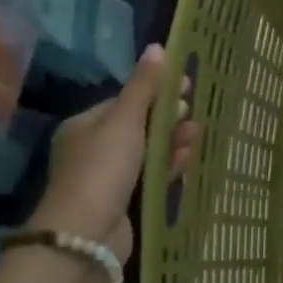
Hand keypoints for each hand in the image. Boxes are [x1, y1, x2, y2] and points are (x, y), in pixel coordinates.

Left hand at [27, 45, 201, 264]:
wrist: (86, 236)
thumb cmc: (102, 168)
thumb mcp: (125, 121)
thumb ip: (144, 86)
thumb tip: (158, 47)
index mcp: (85, 125)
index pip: (125, 101)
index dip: (156, 92)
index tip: (187, 86)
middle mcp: (94, 149)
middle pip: (138, 126)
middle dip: (167, 118)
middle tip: (193, 113)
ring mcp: (108, 178)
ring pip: (147, 152)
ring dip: (172, 141)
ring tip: (197, 135)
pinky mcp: (124, 202)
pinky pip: (151, 176)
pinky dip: (168, 166)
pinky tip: (187, 159)